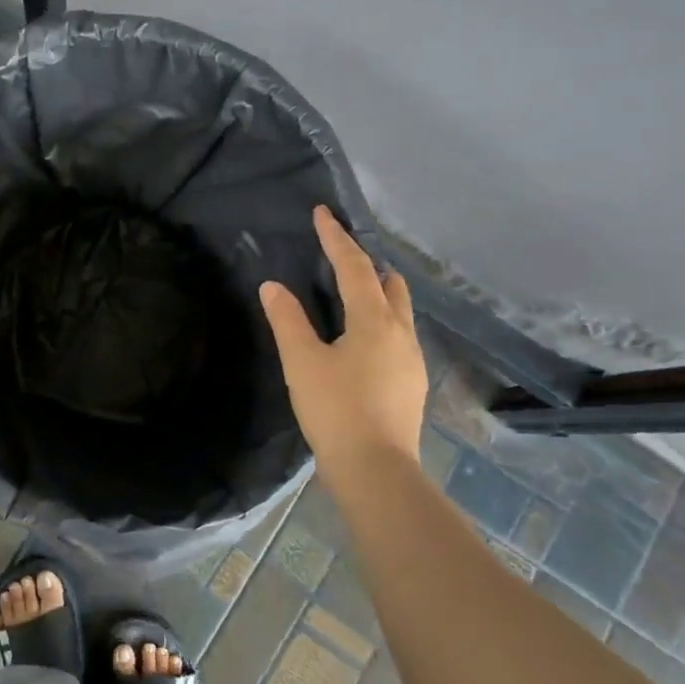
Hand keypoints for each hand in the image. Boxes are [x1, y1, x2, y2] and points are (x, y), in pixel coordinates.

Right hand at [260, 206, 428, 477]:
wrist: (376, 470)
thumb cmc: (335, 409)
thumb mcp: (302, 362)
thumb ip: (287, 320)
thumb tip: (272, 286)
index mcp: (374, 320)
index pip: (354, 267)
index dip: (335, 238)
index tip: (322, 213)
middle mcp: (401, 332)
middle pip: (389, 284)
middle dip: (366, 264)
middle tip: (340, 255)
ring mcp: (412, 359)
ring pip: (399, 310)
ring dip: (377, 293)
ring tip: (351, 294)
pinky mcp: (412, 382)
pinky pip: (398, 335)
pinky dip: (381, 321)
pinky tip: (362, 340)